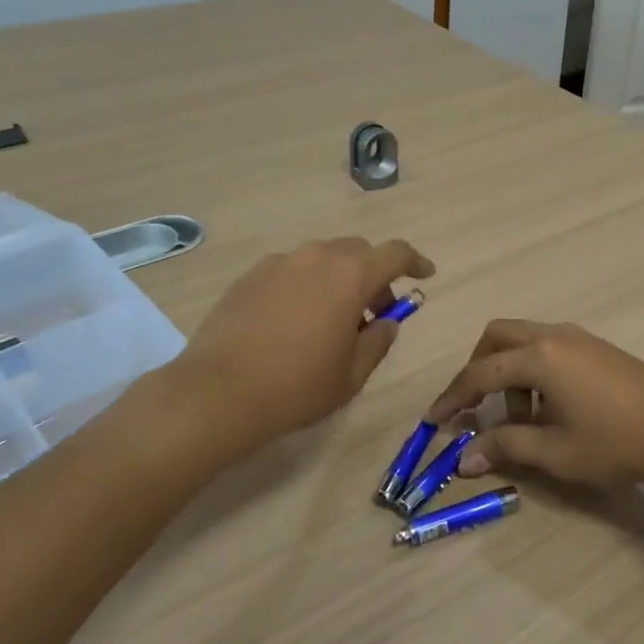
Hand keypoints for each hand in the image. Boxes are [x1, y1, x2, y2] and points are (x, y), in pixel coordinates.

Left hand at [179, 237, 434, 447]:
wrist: (217, 392)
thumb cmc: (296, 386)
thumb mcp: (352, 375)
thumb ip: (379, 341)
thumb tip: (387, 322)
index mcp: (350, 276)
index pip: (396, 253)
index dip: (416, 262)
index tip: (425, 275)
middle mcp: (317, 257)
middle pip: (358, 252)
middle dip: (374, 275)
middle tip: (374, 311)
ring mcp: (280, 262)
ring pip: (323, 258)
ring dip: (339, 278)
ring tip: (331, 318)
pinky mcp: (251, 275)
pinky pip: (292, 270)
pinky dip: (306, 284)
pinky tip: (294, 320)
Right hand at [424, 320, 643, 491]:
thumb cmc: (616, 442)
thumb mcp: (555, 451)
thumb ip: (505, 448)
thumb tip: (464, 458)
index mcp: (538, 356)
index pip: (479, 373)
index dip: (453, 398)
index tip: (433, 421)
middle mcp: (553, 335)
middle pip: (497, 337)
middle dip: (477, 369)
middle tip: (475, 408)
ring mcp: (578, 337)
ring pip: (524, 340)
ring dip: (508, 372)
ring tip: (521, 419)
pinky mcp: (595, 347)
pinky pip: (547, 347)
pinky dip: (533, 370)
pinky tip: (549, 408)